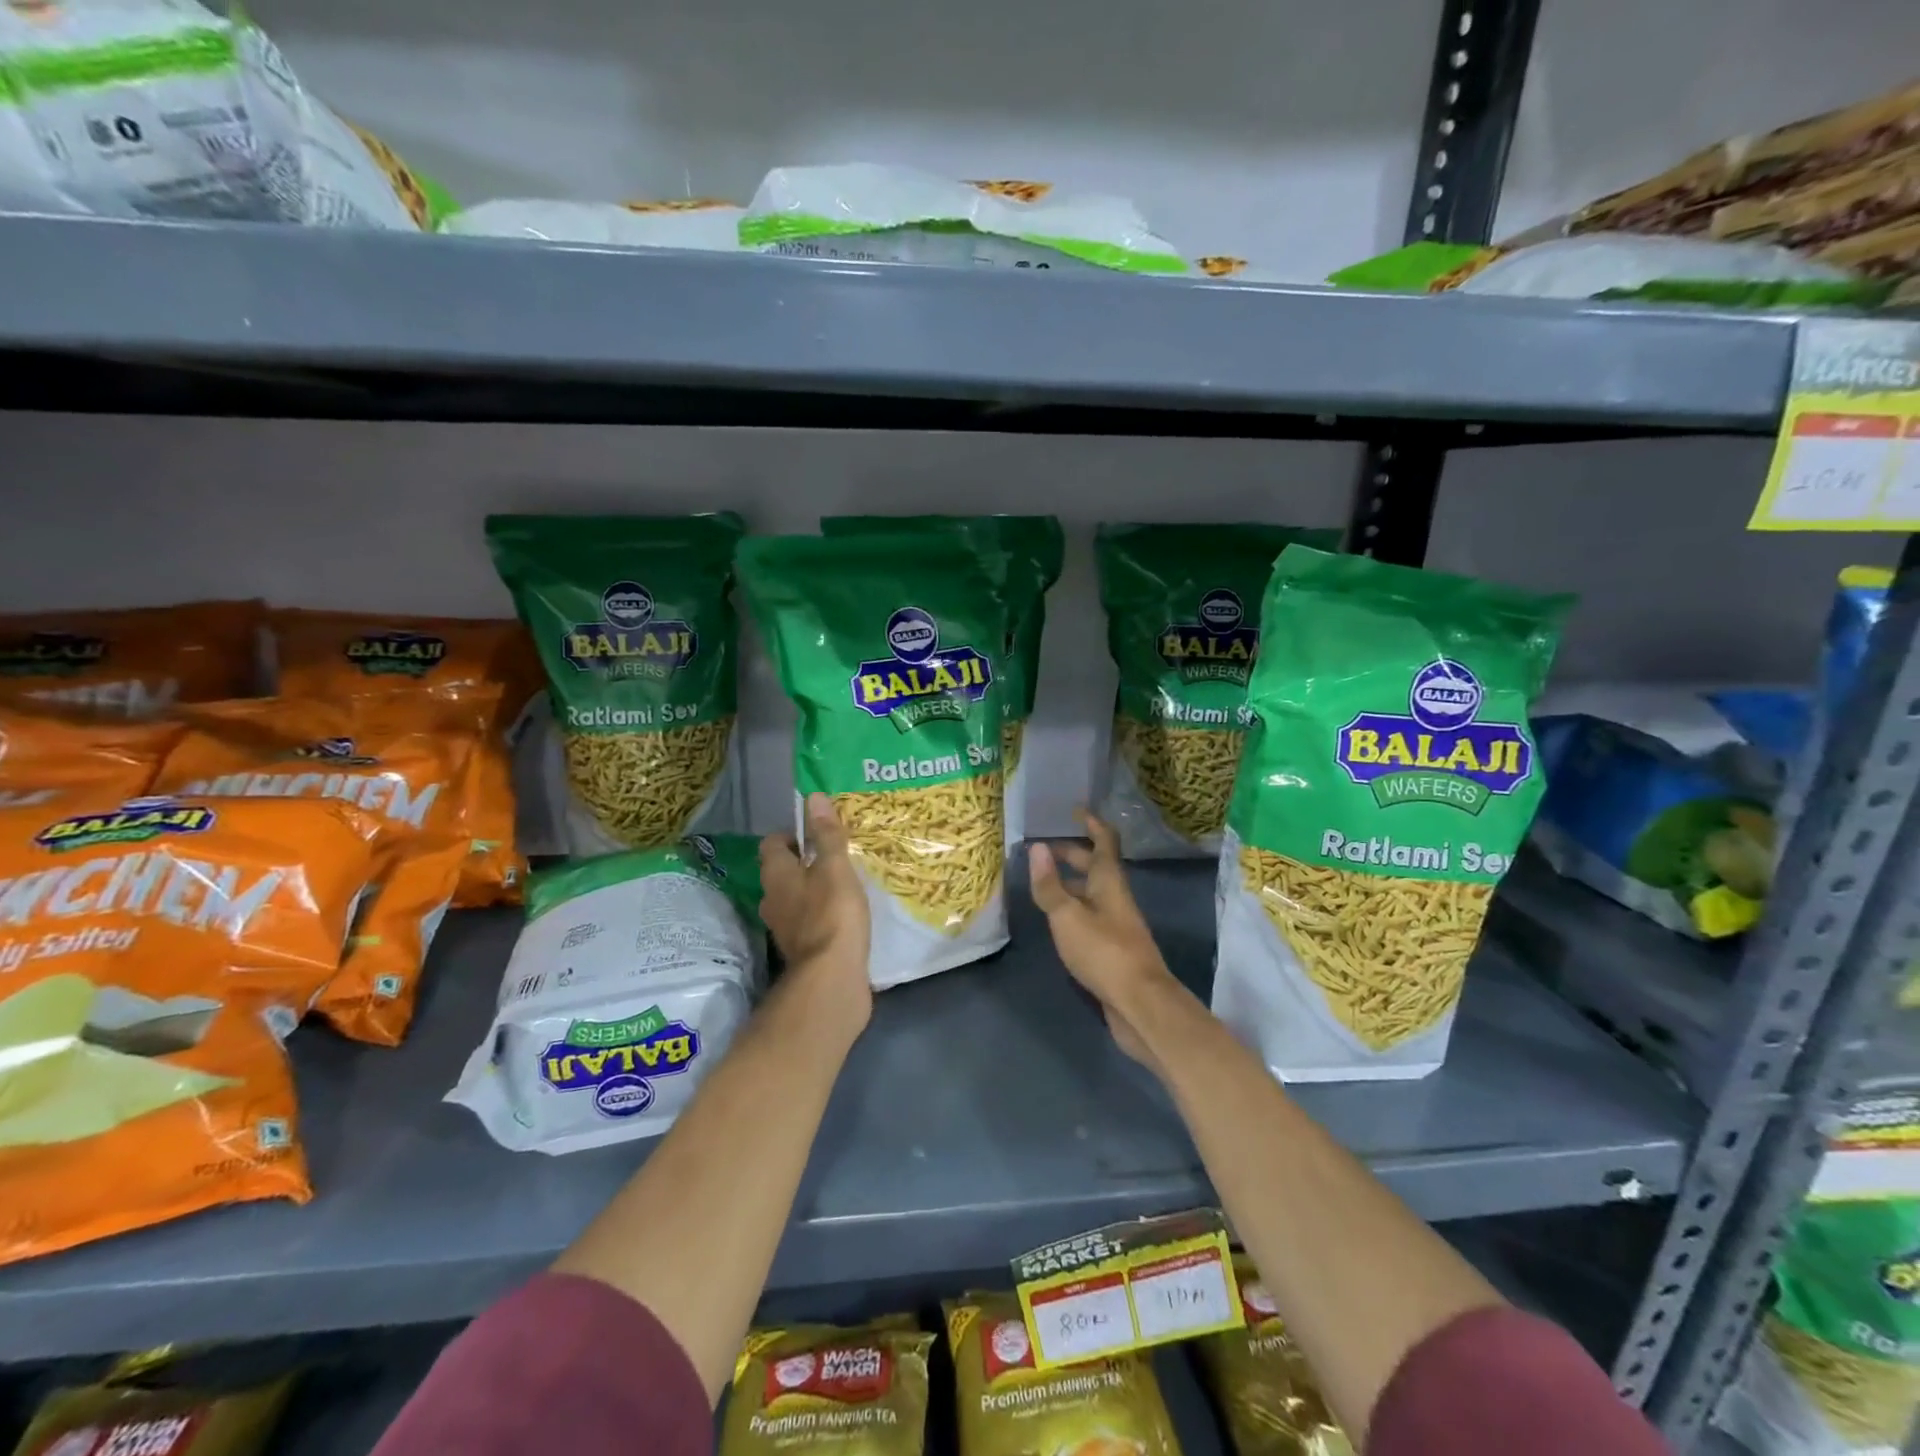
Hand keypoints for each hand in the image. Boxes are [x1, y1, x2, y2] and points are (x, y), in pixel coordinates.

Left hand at [759, 793, 871, 1038]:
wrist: (831, 978)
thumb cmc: (832, 913)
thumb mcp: (835, 867)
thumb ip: (826, 834)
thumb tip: (812, 797)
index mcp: (775, 875)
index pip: (772, 844)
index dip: (792, 836)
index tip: (818, 836)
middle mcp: (772, 900)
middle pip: (781, 872)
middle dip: (803, 864)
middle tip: (834, 858)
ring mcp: (784, 928)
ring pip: (794, 899)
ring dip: (812, 891)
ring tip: (843, 885)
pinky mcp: (801, 950)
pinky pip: (807, 922)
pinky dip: (820, 916)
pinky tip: (844, 916)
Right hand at [1028, 810, 1181, 1071]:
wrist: (1140, 1004)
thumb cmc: (1104, 952)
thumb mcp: (1068, 916)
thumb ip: (1050, 885)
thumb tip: (1037, 848)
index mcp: (1109, 882)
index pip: (1104, 842)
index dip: (1091, 824)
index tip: (1075, 810)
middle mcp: (1115, 898)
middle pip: (1096, 867)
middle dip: (1072, 854)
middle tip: (1044, 849)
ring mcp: (1116, 924)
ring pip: (1091, 894)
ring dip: (1070, 883)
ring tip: (1042, 881)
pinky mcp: (1112, 948)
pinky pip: (1089, 917)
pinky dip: (1072, 909)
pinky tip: (1056, 919)